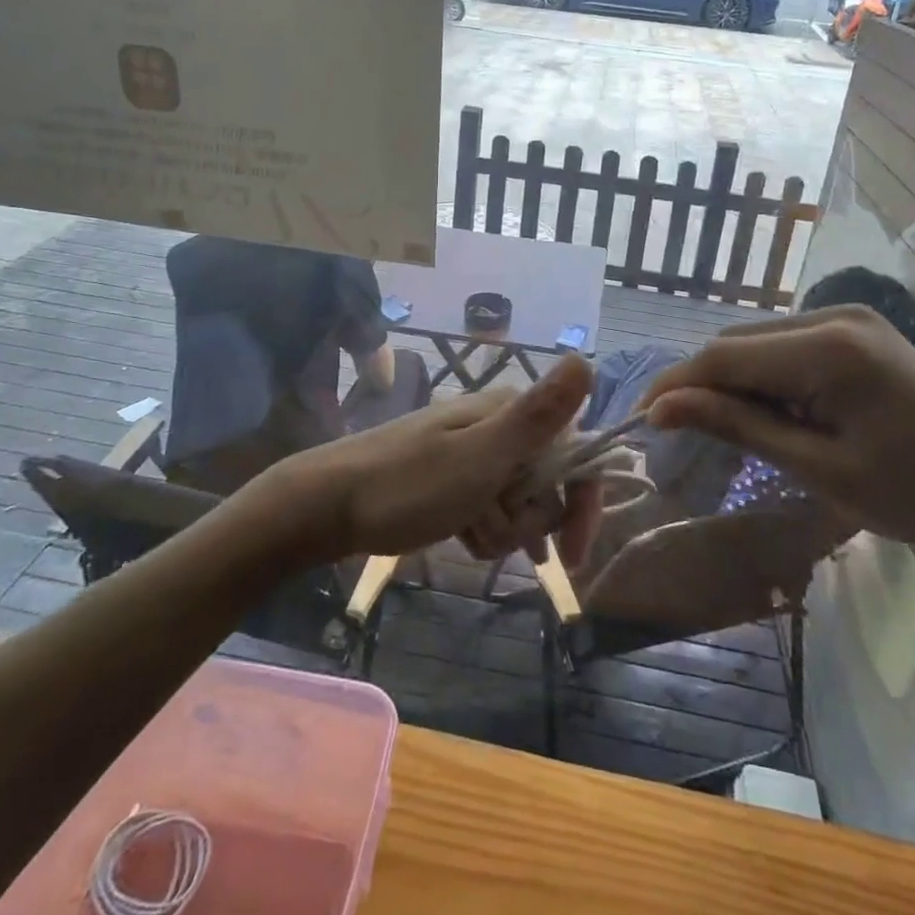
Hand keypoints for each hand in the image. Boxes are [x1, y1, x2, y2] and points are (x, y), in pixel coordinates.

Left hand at [278, 355, 604, 567]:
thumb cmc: (408, 485)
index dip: (581, 501)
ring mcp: (473, 450)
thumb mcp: (480, 457)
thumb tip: (585, 360)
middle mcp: (496, 424)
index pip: (574, 452)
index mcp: (508, 412)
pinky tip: (463, 537)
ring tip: (469, 536)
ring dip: (504, 529)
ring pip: (519, 500)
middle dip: (529, 519)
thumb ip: (537, 416)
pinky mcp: (454, 476)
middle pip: (547, 481)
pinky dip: (484, 527)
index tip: (573, 554)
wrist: (328, 505)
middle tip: (491, 530)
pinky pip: (491, 506)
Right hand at [642, 306, 914, 574]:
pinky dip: (764, 376)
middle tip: (678, 433)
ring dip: (732, 380)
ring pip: (757, 342)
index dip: (676, 385)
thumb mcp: (817, 468)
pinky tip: (770, 411)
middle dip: (702, 384)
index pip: (723, 356)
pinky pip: (786, 345)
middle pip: (737, 343)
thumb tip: (662, 407)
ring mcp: (847, 316)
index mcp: (827, 348)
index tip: (641, 420)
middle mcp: (832, 315)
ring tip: (724, 429)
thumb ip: (737, 427)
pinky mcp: (855, 329)